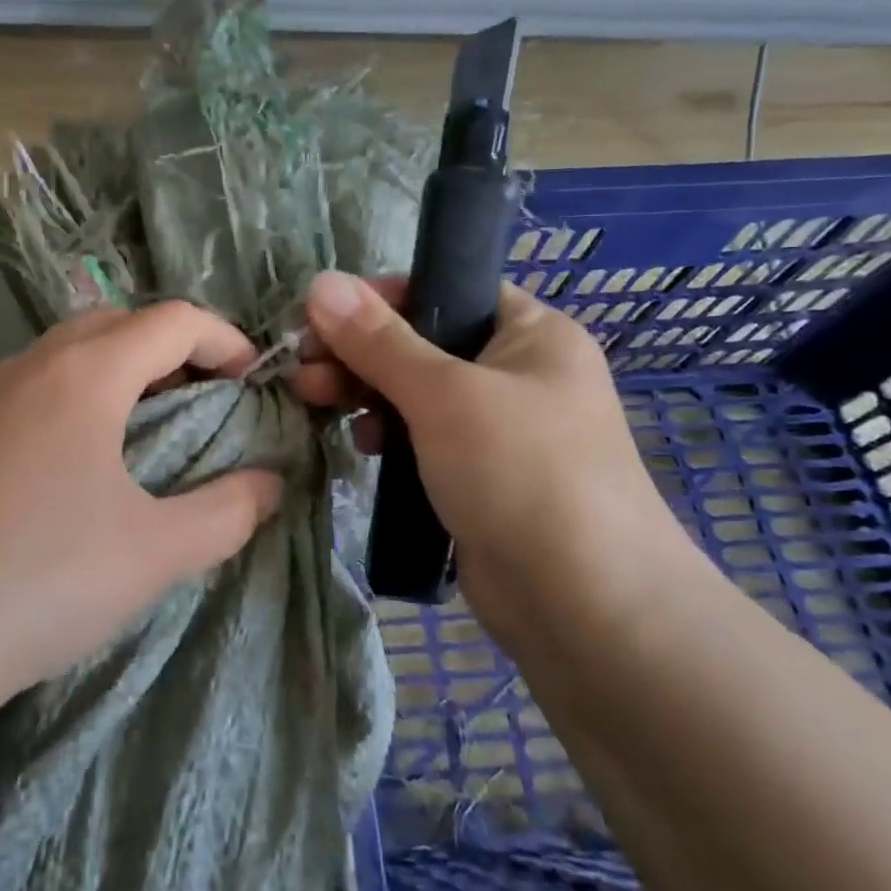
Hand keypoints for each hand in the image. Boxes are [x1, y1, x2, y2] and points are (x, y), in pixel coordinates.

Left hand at [0, 302, 284, 709]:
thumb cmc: (43, 581)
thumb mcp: (158, 553)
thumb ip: (229, 511)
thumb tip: (270, 485)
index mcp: (83, 376)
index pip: (170, 321)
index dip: (222, 339)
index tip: (249, 379)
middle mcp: (24, 369)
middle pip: (111, 322)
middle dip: (166, 348)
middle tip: (196, 398)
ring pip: (56, 355)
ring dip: (108, 372)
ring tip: (132, 429)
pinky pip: (13, 394)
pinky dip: (57, 402)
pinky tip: (54, 469)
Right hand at [294, 272, 689, 646]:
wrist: (587, 608)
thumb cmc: (521, 473)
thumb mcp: (444, 394)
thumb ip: (378, 340)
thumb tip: (320, 282)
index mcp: (530, 333)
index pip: (445, 288)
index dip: (380, 298)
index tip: (320, 318)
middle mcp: (518, 372)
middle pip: (422, 342)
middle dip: (359, 352)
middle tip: (304, 370)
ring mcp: (499, 428)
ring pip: (417, 392)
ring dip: (366, 393)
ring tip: (318, 403)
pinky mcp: (479, 475)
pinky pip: (423, 437)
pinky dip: (390, 434)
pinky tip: (365, 445)